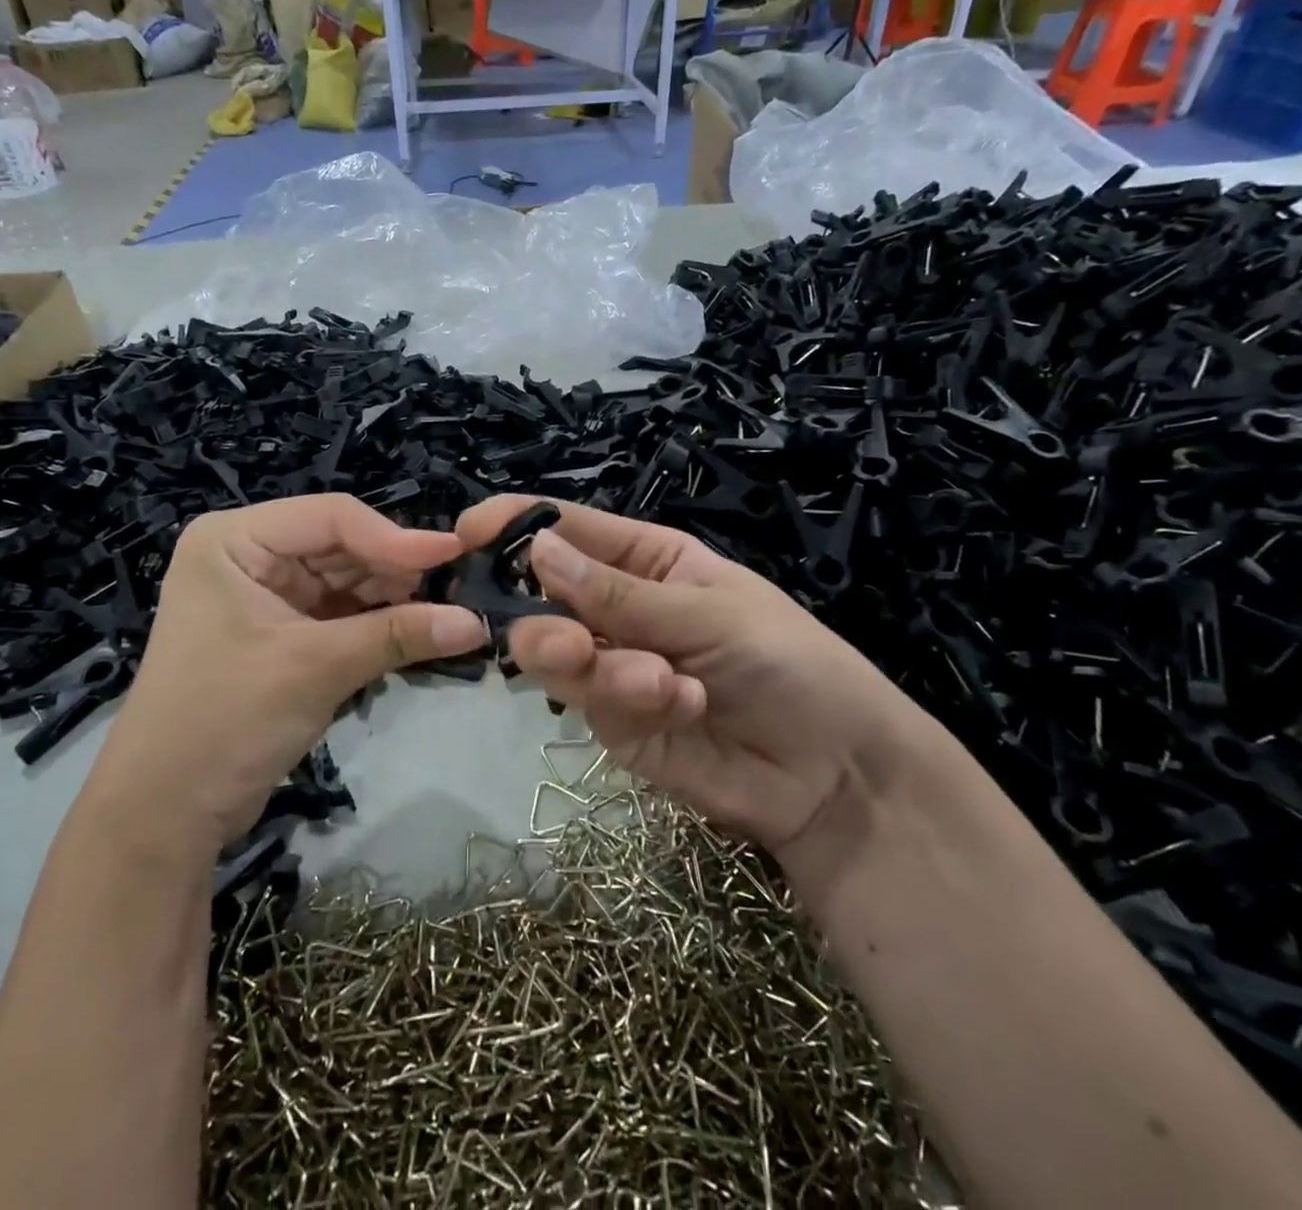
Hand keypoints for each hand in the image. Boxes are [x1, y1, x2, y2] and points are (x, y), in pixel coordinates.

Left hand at [82, 497, 487, 857]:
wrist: (164, 815)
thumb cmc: (226, 720)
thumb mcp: (315, 668)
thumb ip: (397, 636)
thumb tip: (476, 623)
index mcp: (234, 540)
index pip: (331, 518)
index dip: (396, 537)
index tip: (456, 555)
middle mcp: (248, 555)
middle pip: (341, 546)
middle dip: (397, 570)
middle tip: (458, 588)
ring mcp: (264, 595)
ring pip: (346, 580)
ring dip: (393, 599)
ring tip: (447, 611)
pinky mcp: (280, 633)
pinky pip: (340, 614)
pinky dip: (376, 624)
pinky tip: (417, 631)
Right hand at [458, 496, 929, 861]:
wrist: (835, 774)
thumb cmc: (790, 663)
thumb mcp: (712, 613)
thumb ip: (620, 593)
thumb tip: (536, 548)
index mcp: (646, 560)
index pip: (568, 530)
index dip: (516, 526)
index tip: (466, 534)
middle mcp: (619, 609)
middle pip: (545, 600)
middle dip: (548, 622)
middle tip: (568, 645)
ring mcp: (613, 668)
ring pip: (558, 658)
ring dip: (598, 669)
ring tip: (653, 682)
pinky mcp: (616, 725)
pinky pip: (592, 705)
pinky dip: (631, 704)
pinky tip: (684, 707)